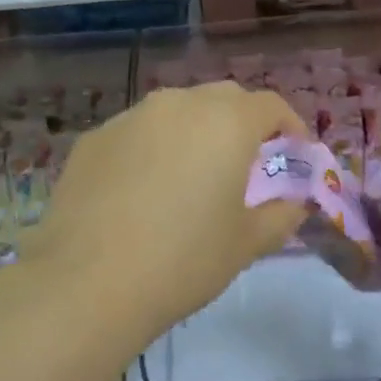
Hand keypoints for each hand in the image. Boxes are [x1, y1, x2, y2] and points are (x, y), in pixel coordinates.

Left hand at [23, 82, 307, 338]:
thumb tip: (293, 201)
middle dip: (242, 123)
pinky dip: (152, 148)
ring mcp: (130, 116)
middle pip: (223, 99)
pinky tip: (141, 191)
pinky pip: (136, 132)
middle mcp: (178, 104)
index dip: (289, 127)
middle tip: (246, 165)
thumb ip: (281, 214)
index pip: (270, 105)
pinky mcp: (94, 138)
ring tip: (191, 176)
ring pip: (176, 111)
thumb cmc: (183, 261)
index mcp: (225, 122)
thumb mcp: (246, 243)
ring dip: (195, 132)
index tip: (293, 156)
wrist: (87, 282)